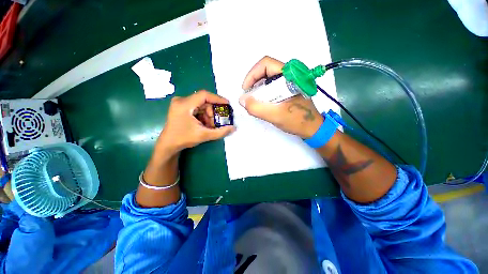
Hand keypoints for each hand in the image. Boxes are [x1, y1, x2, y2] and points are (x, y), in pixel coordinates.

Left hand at [156, 90, 235, 155]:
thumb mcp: (204, 135)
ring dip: (208, 115)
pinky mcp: (181, 107)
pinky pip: (197, 108)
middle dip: (213, 111)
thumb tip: (234, 128)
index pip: (204, 95)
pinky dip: (203, 115)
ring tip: (210, 126)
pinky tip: (205, 124)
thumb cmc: (184, 139)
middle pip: (204, 101)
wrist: (168, 144)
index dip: (217, 99)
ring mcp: (181, 103)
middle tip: (217, 122)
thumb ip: (221, 132)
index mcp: (184, 105)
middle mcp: (181, 100)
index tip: (227, 104)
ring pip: (201, 105)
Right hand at [240, 56, 322, 138]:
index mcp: (289, 76)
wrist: (312, 128)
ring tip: (253, 101)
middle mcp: (289, 75)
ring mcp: (289, 82)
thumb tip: (242, 100)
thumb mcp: (275, 115)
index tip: (246, 89)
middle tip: (248, 96)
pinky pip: (272, 86)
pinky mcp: (288, 89)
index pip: (266, 64)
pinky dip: (263, 92)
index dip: (252, 75)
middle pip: (265, 70)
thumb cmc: (297, 121)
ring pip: (268, 78)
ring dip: (258, 88)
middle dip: (253, 82)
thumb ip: (257, 108)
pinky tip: (262, 102)